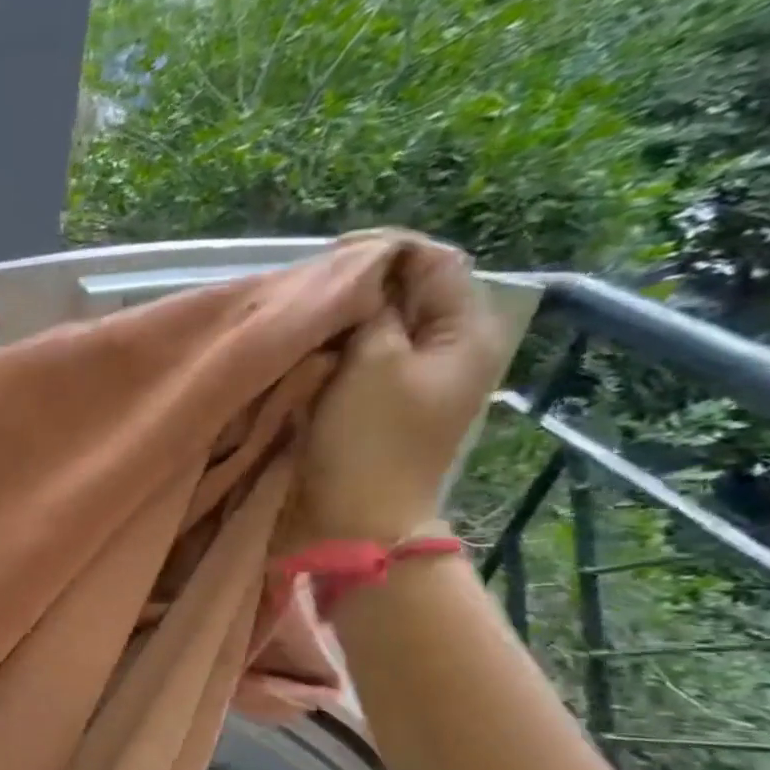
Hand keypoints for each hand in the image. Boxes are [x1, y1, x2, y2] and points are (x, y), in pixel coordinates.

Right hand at [293, 232, 508, 543]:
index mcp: (465, 331)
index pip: (433, 261)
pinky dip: (336, 349)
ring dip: (343, 319)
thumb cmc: (370, 441)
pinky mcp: (384, 403)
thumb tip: (359, 278)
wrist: (359, 519)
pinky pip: (363, 358)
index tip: (327, 257)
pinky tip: (308, 351)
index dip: (383, 250)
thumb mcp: (374, 362)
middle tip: (310, 289)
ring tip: (304, 318)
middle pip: (408, 292)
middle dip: (359, 285)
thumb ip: (371, 310)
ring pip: (381, 325)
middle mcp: (448, 348)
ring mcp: (416, 378)